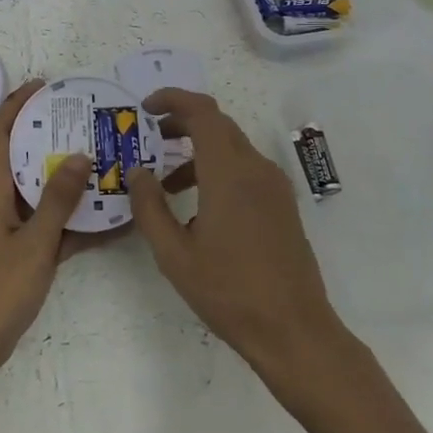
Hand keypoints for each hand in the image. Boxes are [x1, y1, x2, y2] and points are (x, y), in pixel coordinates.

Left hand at [0, 79, 95, 383]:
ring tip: (106, 159)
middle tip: (87, 121)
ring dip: (68, 176)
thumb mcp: (33, 244)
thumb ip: (57, 201)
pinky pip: (53, 225)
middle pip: (22, 155)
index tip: (42, 85)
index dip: (15, 104)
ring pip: (41, 190)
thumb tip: (78, 155)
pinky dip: (77, 220)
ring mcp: (12, 227)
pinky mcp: (24, 251)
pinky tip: (112, 218)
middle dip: (49, 134)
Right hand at [129, 89, 351, 402]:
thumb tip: (137, 172)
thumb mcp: (174, 254)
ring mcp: (274, 187)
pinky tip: (196, 208)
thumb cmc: (229, 292)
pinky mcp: (282, 206)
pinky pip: (244, 170)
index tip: (145, 107)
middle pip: (217, 125)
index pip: (202, 112)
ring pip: (231, 148)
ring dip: (196, 151)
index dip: (173, 100)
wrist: (295, 332)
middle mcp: (256, 169)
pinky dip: (216, 170)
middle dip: (180, 123)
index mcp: (229, 173)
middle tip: (148, 138)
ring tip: (164, 182)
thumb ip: (150, 207)